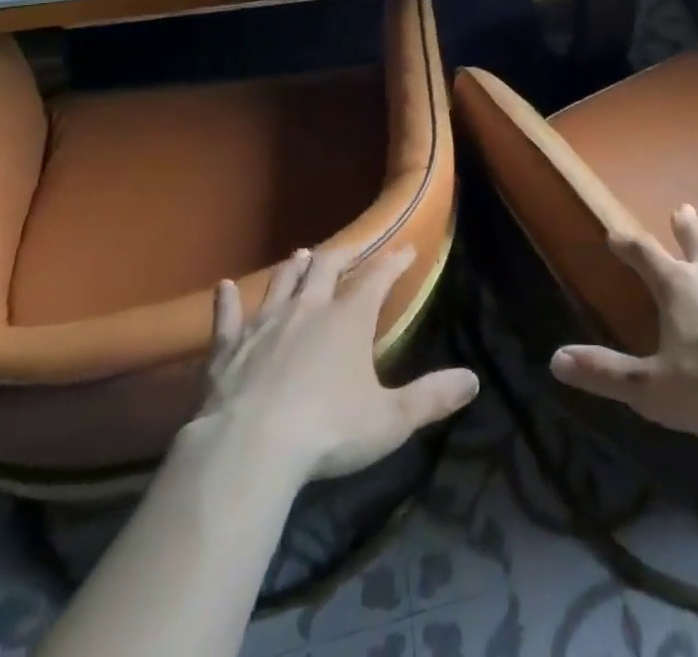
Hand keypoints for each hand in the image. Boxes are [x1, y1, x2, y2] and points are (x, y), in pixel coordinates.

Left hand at [191, 244, 478, 483]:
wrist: (249, 449)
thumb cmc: (327, 431)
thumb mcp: (390, 420)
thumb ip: (432, 397)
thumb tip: (473, 379)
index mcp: (349, 319)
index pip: (378, 278)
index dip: (395, 262)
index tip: (407, 249)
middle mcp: (308, 309)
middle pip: (327, 267)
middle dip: (343, 255)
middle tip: (353, 248)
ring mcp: (265, 325)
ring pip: (282, 284)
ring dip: (294, 269)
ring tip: (301, 255)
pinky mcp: (228, 349)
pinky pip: (227, 318)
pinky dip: (227, 302)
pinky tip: (223, 288)